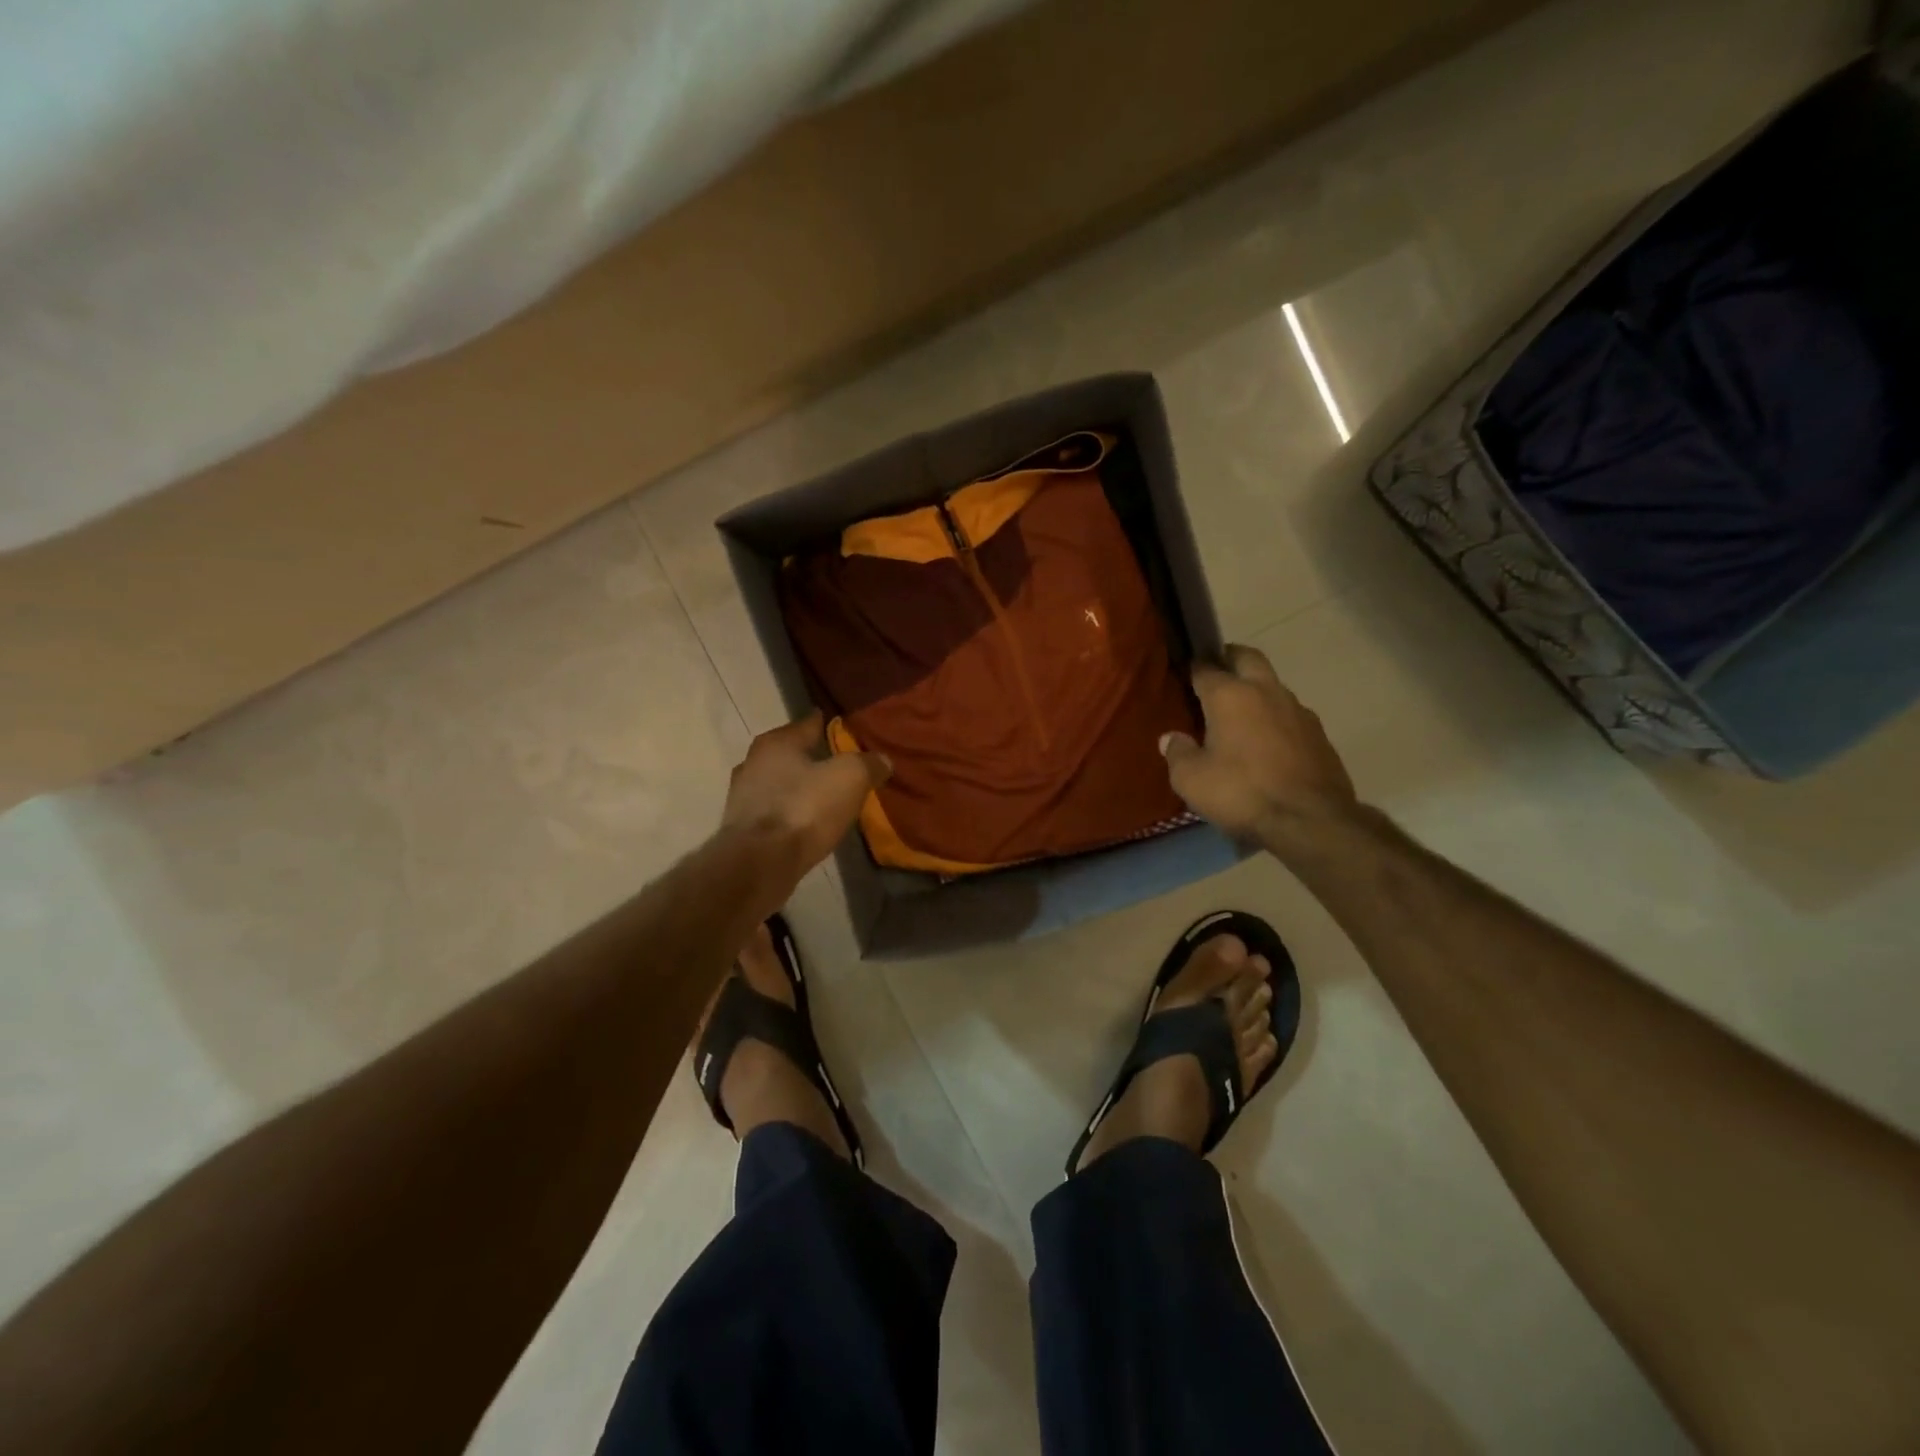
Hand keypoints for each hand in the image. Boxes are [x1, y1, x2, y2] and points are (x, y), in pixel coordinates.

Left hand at [722, 713, 890, 879]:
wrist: (760, 863)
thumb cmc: (805, 809)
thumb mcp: (850, 778)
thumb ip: (868, 764)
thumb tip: (882, 760)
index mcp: (777, 742)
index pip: (809, 723)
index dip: (830, 724)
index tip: (847, 728)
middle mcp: (753, 762)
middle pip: (791, 753)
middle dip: (814, 757)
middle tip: (841, 764)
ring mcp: (743, 797)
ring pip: (780, 783)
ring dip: (800, 787)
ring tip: (826, 795)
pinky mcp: (742, 828)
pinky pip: (774, 811)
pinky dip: (791, 812)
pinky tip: (807, 822)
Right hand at [1161, 645, 1357, 846]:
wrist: (1311, 820)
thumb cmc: (1241, 792)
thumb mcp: (1191, 779)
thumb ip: (1178, 753)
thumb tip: (1171, 738)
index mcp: (1230, 696)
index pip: (1205, 668)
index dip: (1192, 668)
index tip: (1183, 674)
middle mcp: (1266, 692)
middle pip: (1247, 658)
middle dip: (1230, 658)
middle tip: (1215, 674)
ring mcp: (1298, 711)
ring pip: (1273, 686)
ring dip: (1256, 691)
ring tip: (1241, 716)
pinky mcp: (1319, 734)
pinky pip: (1291, 715)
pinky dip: (1276, 720)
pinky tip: (1268, 744)